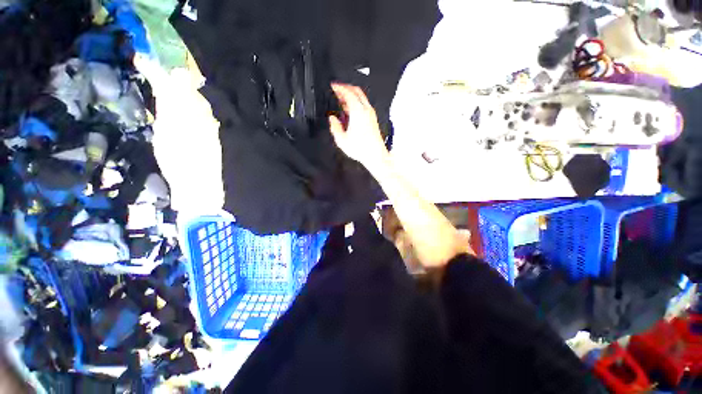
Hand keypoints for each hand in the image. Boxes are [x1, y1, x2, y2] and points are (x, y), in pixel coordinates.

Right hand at [329, 83, 389, 170]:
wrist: (375, 155)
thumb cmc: (362, 149)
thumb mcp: (342, 140)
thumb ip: (335, 127)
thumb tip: (332, 119)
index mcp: (358, 111)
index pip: (348, 92)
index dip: (339, 88)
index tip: (333, 86)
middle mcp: (366, 110)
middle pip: (356, 91)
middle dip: (346, 88)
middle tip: (337, 90)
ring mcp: (371, 114)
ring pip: (361, 98)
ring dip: (351, 96)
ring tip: (342, 101)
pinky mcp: (373, 120)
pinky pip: (364, 105)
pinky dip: (356, 103)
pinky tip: (351, 111)